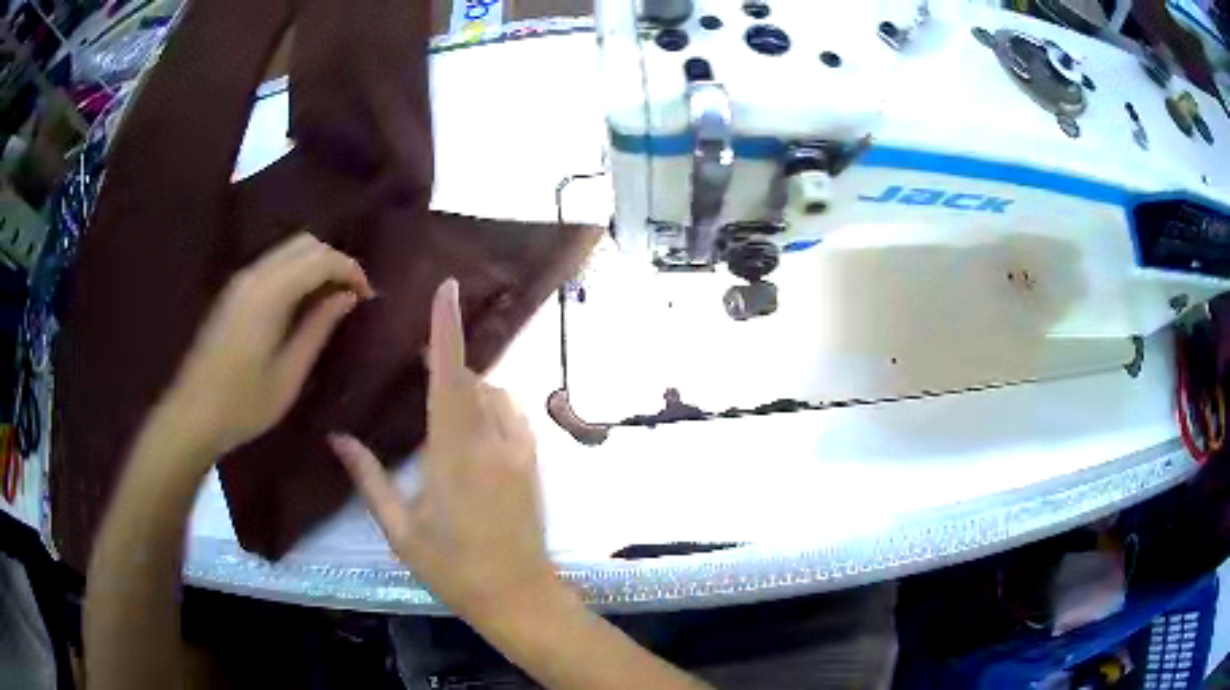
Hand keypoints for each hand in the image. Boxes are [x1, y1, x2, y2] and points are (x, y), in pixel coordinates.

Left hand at [159, 232, 372, 464]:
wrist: (192, 415)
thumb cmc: (243, 404)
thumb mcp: (289, 374)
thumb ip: (319, 328)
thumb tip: (348, 297)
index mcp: (270, 292)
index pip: (321, 258)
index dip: (351, 270)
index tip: (368, 297)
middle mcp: (255, 274)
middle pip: (305, 243)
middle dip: (335, 261)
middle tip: (352, 296)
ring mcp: (241, 281)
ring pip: (288, 251)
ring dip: (315, 265)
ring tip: (332, 300)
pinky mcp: (234, 293)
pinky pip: (273, 265)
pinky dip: (296, 273)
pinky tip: (303, 304)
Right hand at [330, 278, 558, 624]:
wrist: (519, 597)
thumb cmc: (453, 568)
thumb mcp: (401, 529)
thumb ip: (369, 479)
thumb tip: (337, 438)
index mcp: (454, 453)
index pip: (448, 377)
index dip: (446, 329)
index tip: (447, 289)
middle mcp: (493, 440)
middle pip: (469, 380)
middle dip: (445, 363)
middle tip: (416, 360)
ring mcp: (520, 450)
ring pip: (492, 395)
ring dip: (466, 388)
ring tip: (438, 401)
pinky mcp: (533, 462)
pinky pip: (510, 414)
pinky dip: (489, 406)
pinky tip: (470, 426)